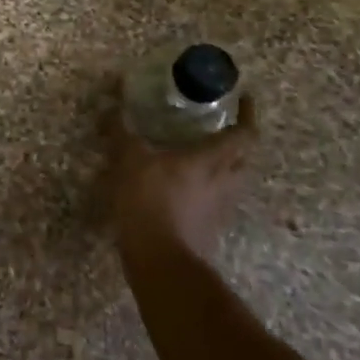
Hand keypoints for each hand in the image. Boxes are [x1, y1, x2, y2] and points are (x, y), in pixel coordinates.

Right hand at [106, 95, 258, 263]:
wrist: (161, 260)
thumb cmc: (150, 202)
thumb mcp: (129, 160)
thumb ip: (121, 132)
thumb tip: (111, 107)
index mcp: (212, 160)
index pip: (245, 133)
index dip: (248, 114)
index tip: (245, 99)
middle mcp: (225, 182)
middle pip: (244, 157)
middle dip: (237, 141)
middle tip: (218, 127)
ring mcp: (221, 208)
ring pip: (232, 180)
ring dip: (224, 166)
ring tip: (199, 156)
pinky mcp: (210, 228)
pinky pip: (216, 200)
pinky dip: (207, 189)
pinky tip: (185, 188)